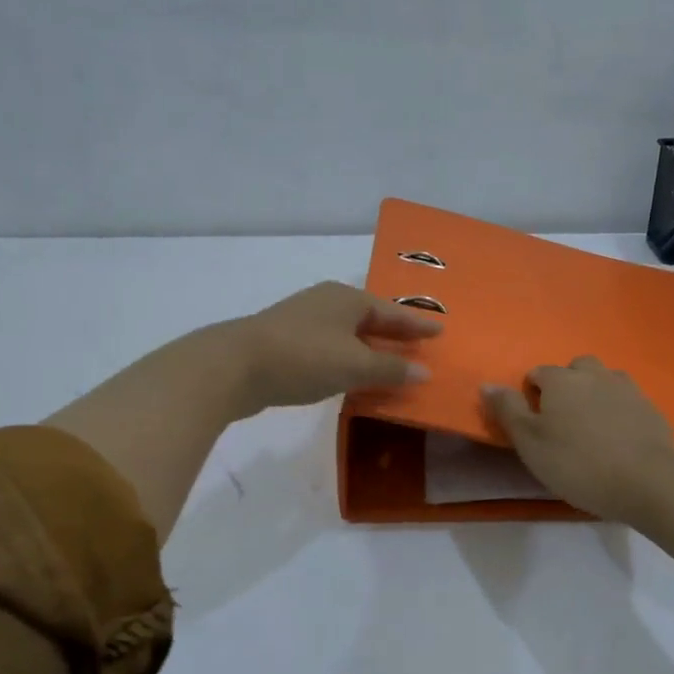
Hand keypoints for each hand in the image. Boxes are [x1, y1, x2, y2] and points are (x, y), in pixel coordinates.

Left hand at [234, 281, 441, 413]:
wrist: (234, 366)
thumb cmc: (303, 357)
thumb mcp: (354, 365)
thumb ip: (391, 369)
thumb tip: (425, 372)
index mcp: (348, 299)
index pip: (393, 312)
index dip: (417, 324)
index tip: (440, 330)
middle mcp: (327, 303)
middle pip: (370, 318)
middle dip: (394, 333)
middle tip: (419, 344)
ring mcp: (304, 321)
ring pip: (349, 333)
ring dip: (370, 348)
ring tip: (391, 362)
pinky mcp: (286, 342)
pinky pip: (331, 347)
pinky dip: (349, 358)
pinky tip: (352, 374)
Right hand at [481, 356, 673, 523]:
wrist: (648, 482)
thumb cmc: (578, 463)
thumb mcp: (530, 443)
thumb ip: (507, 410)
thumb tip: (487, 384)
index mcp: (562, 380)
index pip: (538, 373)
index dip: (531, 395)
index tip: (534, 424)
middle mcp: (596, 374)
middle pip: (575, 369)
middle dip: (567, 387)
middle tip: (563, 423)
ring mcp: (628, 389)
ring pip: (604, 381)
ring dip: (595, 395)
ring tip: (592, 429)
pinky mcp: (652, 409)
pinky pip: (628, 402)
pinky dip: (619, 413)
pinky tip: (619, 440)